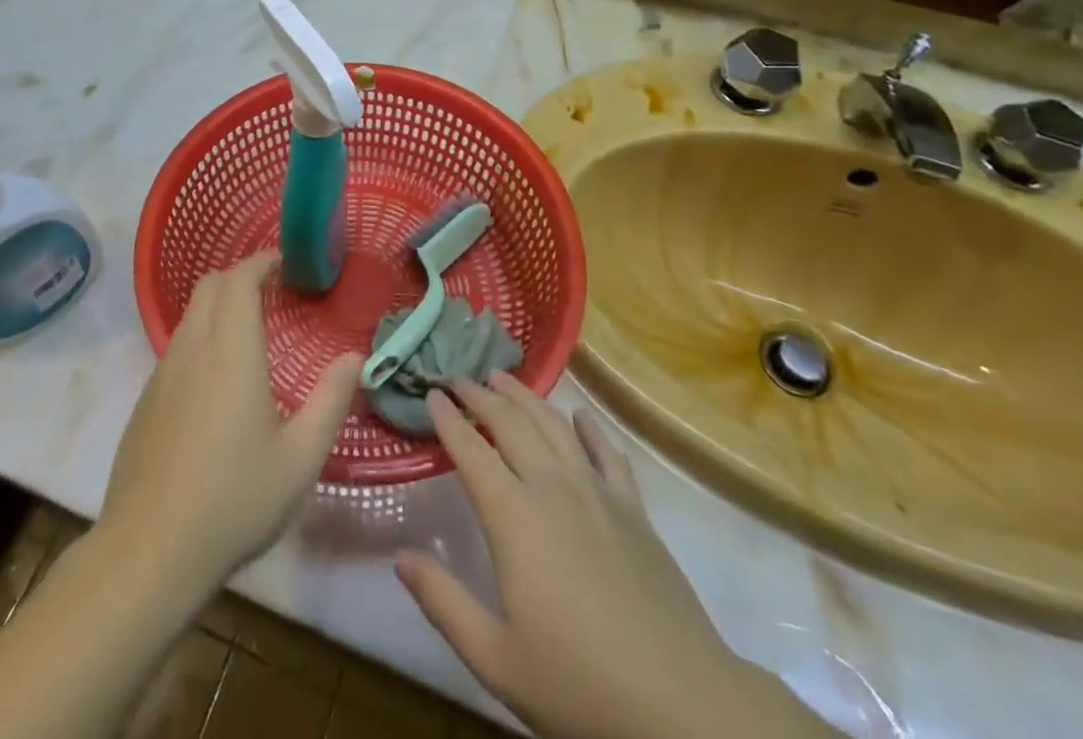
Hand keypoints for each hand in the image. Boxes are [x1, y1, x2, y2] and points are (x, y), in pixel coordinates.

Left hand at [103, 251, 360, 596]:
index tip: (285, 263)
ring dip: (219, 307)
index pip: (238, 279)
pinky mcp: (145, 401)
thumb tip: (354, 357)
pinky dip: (201, 338)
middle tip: (273, 292)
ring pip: (190, 315)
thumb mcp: (300, 459)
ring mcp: (162, 374)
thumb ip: (331, 401)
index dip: (260, 261)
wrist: (148, 553)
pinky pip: (177, 347)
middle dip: (240, 276)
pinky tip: (218, 381)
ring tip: (250, 333)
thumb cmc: (233, 501)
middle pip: (209, 286)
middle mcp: (192, 349)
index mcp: (231, 352)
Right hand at [397, 372, 830, 738]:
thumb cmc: (578, 684)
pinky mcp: (635, 509)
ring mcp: (598, 493)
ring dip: (525, 396)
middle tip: (458, 377)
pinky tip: (579, 416)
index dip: (448, 419)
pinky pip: (608, 453)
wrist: (681, 706)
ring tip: (503, 378)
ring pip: (554, 426)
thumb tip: (400, 557)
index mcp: (514, 517)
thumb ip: (443, 602)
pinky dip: (589, 428)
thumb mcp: (496, 658)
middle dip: (480, 396)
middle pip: (510, 424)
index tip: (431, 394)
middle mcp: (553, 488)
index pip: (471, 451)